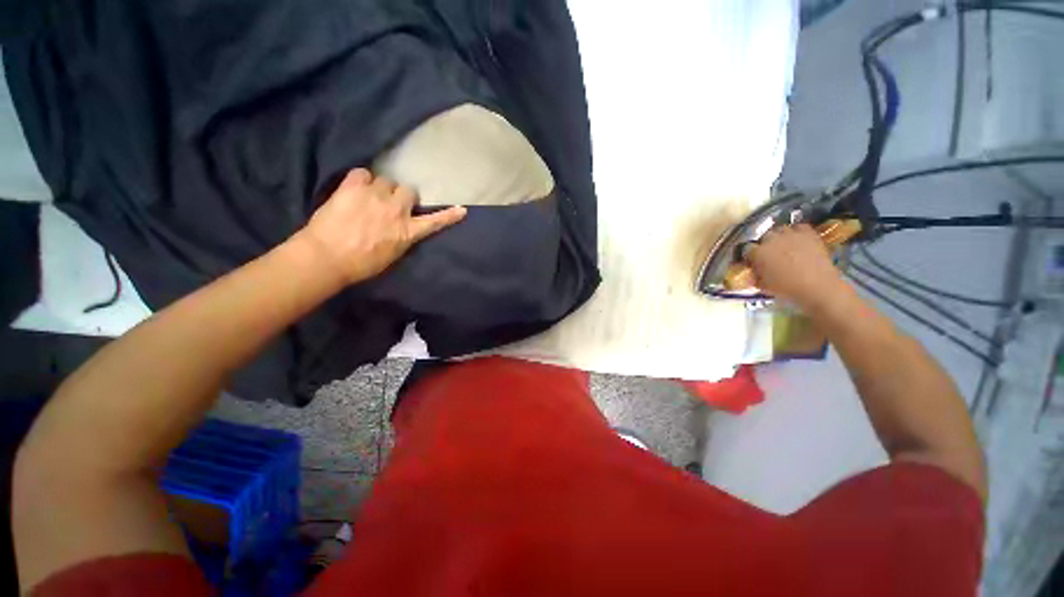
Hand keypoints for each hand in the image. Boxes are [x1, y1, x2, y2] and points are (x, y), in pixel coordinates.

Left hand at [295, 168, 466, 284]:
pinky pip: (363, 172)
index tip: (462, 210)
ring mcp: (375, 196)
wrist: (327, 257)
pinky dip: (360, 179)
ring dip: (380, 188)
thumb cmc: (361, 264)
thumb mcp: (392, 255)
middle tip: (388, 204)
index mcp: (407, 232)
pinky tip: (354, 189)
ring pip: (386, 180)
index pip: (434, 222)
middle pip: (408, 190)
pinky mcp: (353, 187)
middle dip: (401, 196)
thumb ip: (402, 238)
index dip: (449, 216)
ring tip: (367, 198)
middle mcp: (396, 210)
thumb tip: (403, 228)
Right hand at [744, 224, 846, 310]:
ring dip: (780, 236)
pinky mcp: (808, 233)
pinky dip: (797, 231)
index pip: (746, 249)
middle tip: (769, 254)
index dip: (749, 255)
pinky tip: (798, 239)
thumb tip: (752, 273)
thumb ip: (755, 276)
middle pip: (764, 237)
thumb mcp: (763, 285)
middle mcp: (771, 239)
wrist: (818, 286)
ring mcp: (791, 234)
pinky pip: (799, 227)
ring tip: (784, 245)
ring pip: (780, 229)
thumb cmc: (786, 288)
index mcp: (758, 252)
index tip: (752, 261)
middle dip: (765, 244)